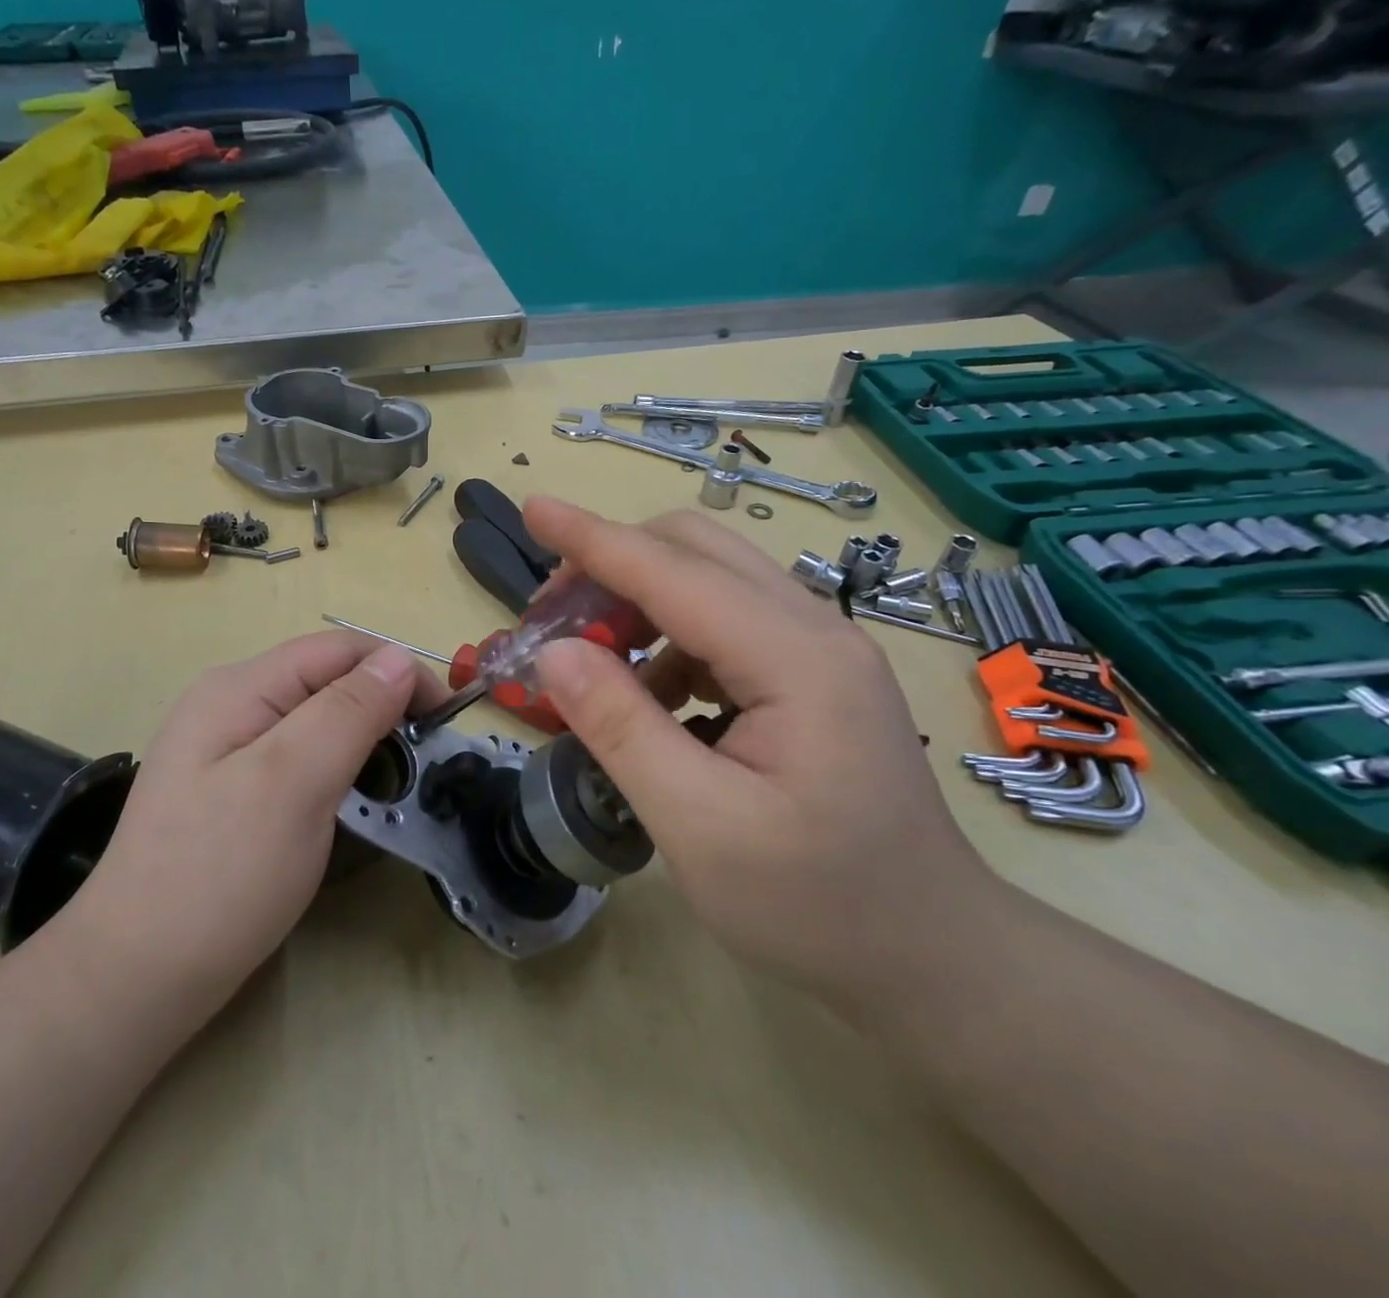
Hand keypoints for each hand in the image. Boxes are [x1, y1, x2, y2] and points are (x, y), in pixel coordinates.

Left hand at [59, 632, 442, 1018]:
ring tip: (397, 779)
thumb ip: (348, 711)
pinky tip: (349, 798)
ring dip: (363, 737)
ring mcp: (225, 749)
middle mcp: (229, 705)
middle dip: (382, 705)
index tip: (444, 720)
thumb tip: (398, 658)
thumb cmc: (220, 875)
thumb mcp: (293, 782)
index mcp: (239, 688)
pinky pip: (298, 756)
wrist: (136, 977)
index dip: (397, 671)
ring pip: (315, 719)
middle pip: (325, 680)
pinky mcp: (231, 790)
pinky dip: (337, 767)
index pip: (337, 650)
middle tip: (425, 758)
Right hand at [523, 498, 997, 1009]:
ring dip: (635, 602)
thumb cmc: (816, 906)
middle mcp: (814, 631)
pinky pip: (722, 624)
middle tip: (550, 621)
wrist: (932, 956)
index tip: (533, 508)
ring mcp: (818, 650)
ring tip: (587, 664)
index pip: (672, 571)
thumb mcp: (698, 826)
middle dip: (611, 566)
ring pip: (707, 581)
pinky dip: (666, 641)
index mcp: (795, 659)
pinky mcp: (811, 675)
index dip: (592, 538)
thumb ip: (621, 729)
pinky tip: (647, 698)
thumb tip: (553, 654)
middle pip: (695, 550)